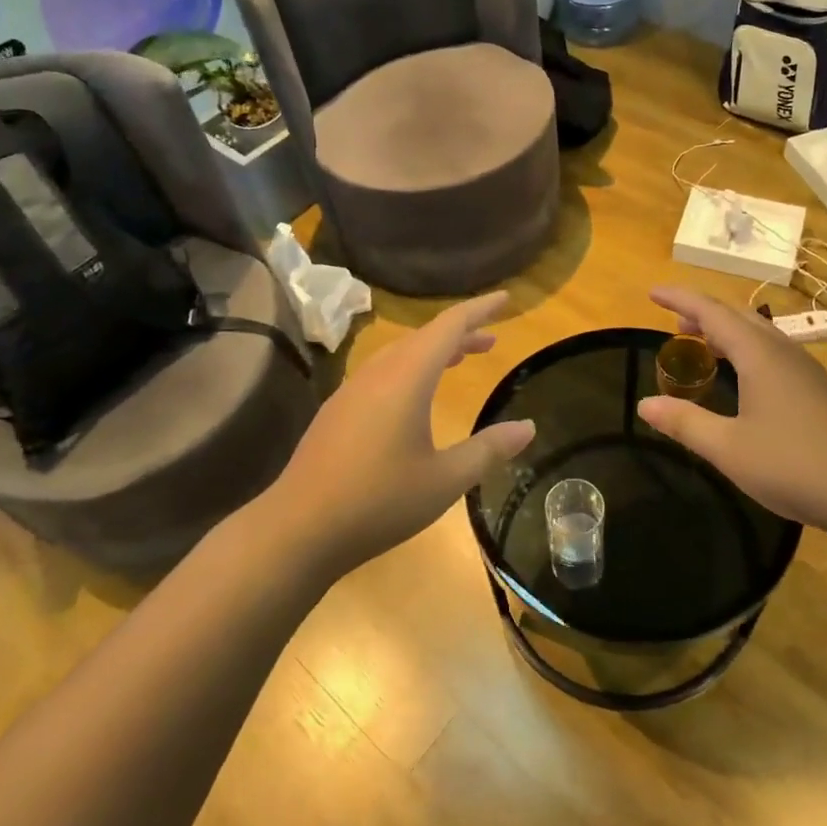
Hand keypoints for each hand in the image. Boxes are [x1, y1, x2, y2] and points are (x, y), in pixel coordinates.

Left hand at [268, 292, 534, 577]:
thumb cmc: (379, 501)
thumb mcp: (445, 480)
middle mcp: (378, 373)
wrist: (298, 528)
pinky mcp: (338, 410)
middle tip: (491, 340)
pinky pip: (383, 372)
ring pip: (401, 354)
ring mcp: (352, 390)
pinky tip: (415, 397)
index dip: (480, 310)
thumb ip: (488, 450)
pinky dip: (411, 369)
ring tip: (459, 360)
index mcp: (407, 378)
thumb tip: (528, 426)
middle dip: (461, 333)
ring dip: (434, 351)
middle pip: (425, 337)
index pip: (450, 327)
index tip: (505, 298)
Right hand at [637, 285, 826, 533]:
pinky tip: (742, 379)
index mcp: (759, 354)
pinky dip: (745, 350)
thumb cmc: (794, 464)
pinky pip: (773, 352)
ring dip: (726, 332)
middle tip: (675, 324)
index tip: (652, 292)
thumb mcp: (728, 448)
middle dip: (702, 313)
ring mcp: (805, 369)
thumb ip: (685, 423)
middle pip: (737, 316)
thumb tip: (644, 404)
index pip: (711, 312)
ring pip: (758, 333)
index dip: (680, 299)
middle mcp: (783, 351)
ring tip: (702, 347)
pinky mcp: (818, 389)